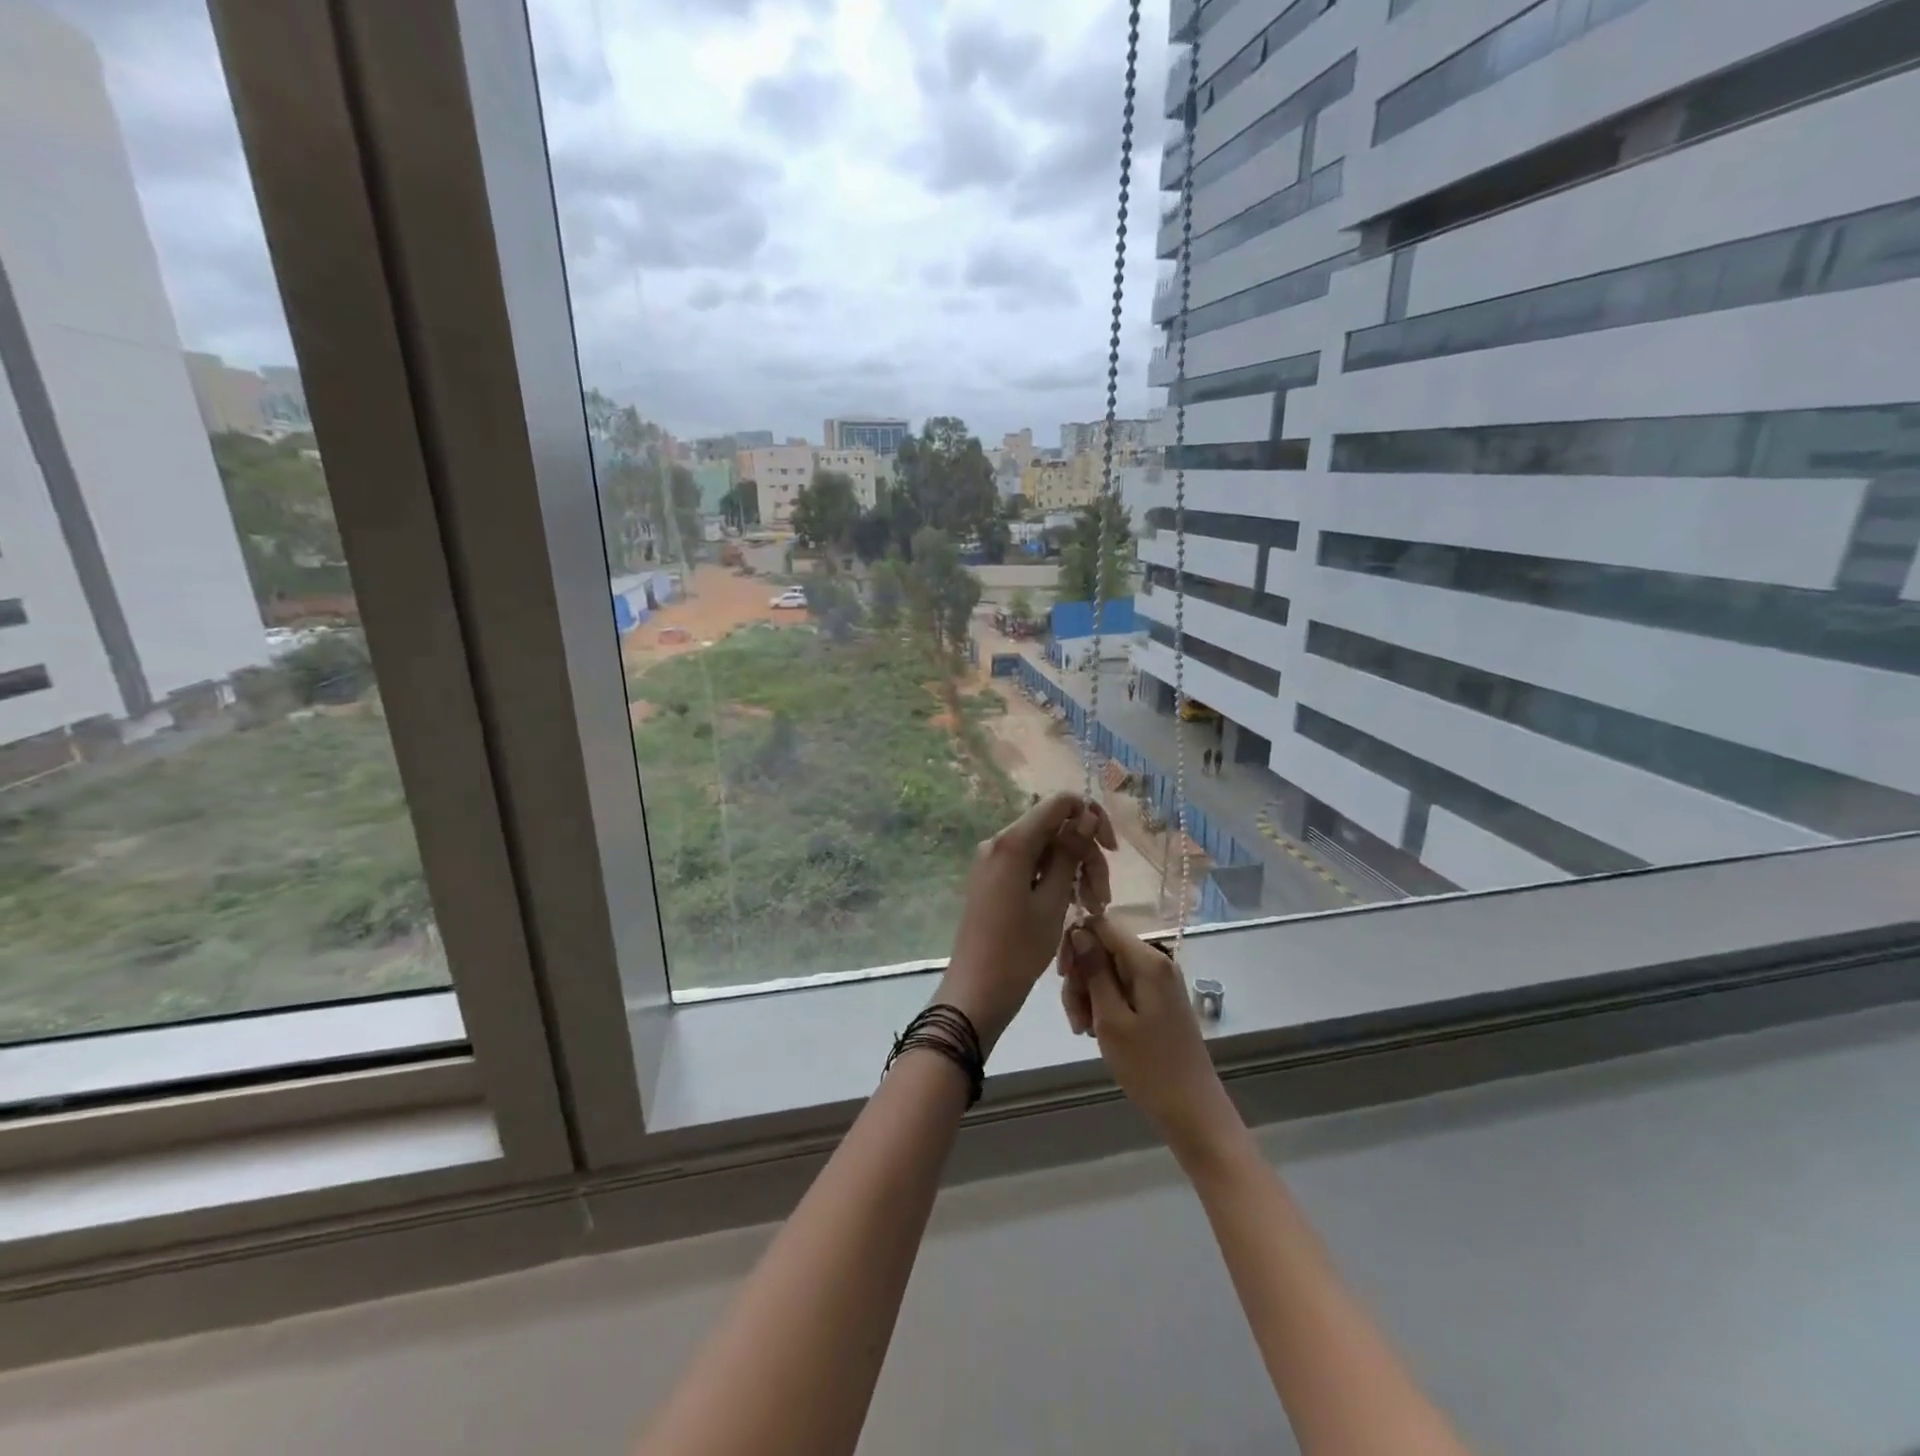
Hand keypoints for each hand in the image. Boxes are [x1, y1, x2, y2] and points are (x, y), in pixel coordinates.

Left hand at [938, 793, 1116, 1050]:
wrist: (977, 991)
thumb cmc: (1018, 949)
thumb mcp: (1052, 901)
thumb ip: (1069, 853)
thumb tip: (1085, 814)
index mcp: (1012, 842)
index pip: (1059, 803)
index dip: (1091, 818)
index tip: (1111, 851)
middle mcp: (998, 842)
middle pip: (1054, 829)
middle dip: (1086, 855)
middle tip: (1102, 898)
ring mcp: (993, 861)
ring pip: (1046, 850)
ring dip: (1074, 872)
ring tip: (1092, 907)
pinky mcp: (994, 880)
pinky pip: (1031, 866)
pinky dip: (1054, 880)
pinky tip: (1071, 906)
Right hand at [1058, 917, 1240, 1162]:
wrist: (1192, 1111)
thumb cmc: (1148, 1067)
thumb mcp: (1111, 1019)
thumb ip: (1094, 971)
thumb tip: (1078, 930)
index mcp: (1148, 960)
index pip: (1101, 924)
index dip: (1075, 942)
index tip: (1062, 976)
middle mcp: (1156, 962)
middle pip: (1103, 949)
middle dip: (1081, 978)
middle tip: (1075, 1017)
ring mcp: (1158, 982)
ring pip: (1108, 970)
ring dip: (1089, 996)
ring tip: (1084, 1030)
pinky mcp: (1157, 1000)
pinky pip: (1121, 988)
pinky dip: (1104, 1005)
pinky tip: (1098, 1031)